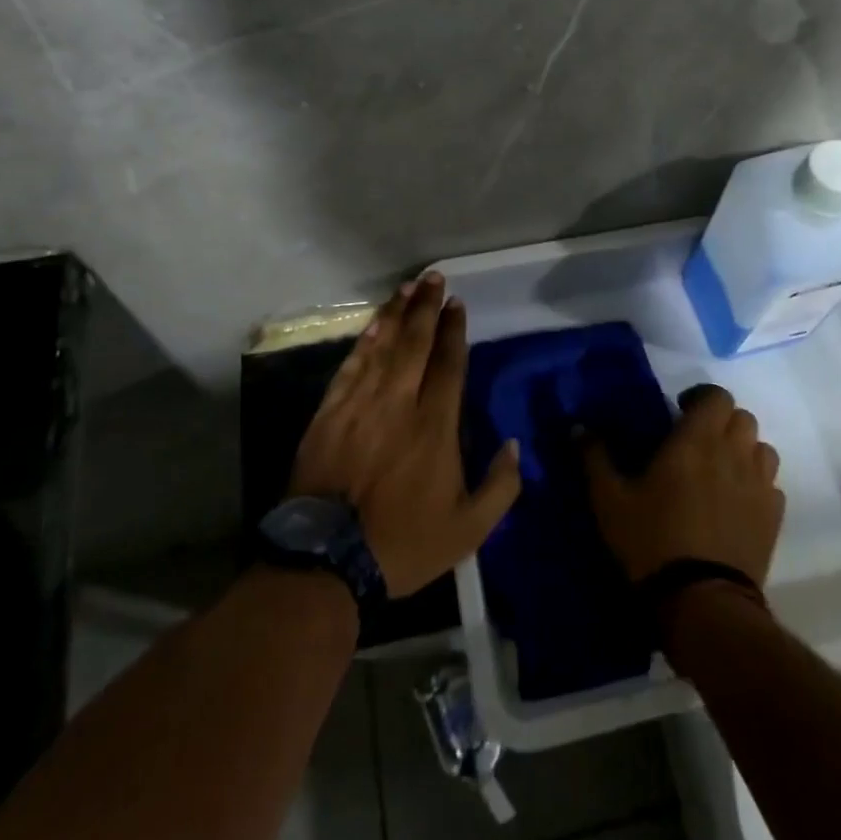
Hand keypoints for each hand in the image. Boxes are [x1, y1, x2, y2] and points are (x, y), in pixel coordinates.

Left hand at [289, 272, 521, 597]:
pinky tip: (374, 323)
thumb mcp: (470, 529)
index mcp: (436, 426)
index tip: (457, 304)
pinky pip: (351, 366)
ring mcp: (360, 405)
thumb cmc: (404, 544)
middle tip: (433, 278)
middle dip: (426, 307)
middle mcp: (399, 403)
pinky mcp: (329, 413)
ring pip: (383, 347)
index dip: (454, 330)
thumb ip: (500, 485)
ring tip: (407, 287)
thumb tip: (513, 444)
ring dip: (396, 313)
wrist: (327, 561)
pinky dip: (364, 341)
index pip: (448, 364)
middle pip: (415, 343)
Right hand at [586, 384, 783, 585]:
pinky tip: (736, 502)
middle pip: (742, 418)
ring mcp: (759, 485)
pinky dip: (756, 483)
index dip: (701, 396)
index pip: (716, 396)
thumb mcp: (610, 500)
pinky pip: (771, 485)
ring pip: (761, 448)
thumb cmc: (652, 541)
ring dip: (743, 449)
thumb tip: (578, 427)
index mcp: (696, 440)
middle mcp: (734, 453)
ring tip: (720, 469)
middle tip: (696, 439)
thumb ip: (595, 458)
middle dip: (720, 421)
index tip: (680, 409)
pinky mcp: (774, 517)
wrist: (702, 600)